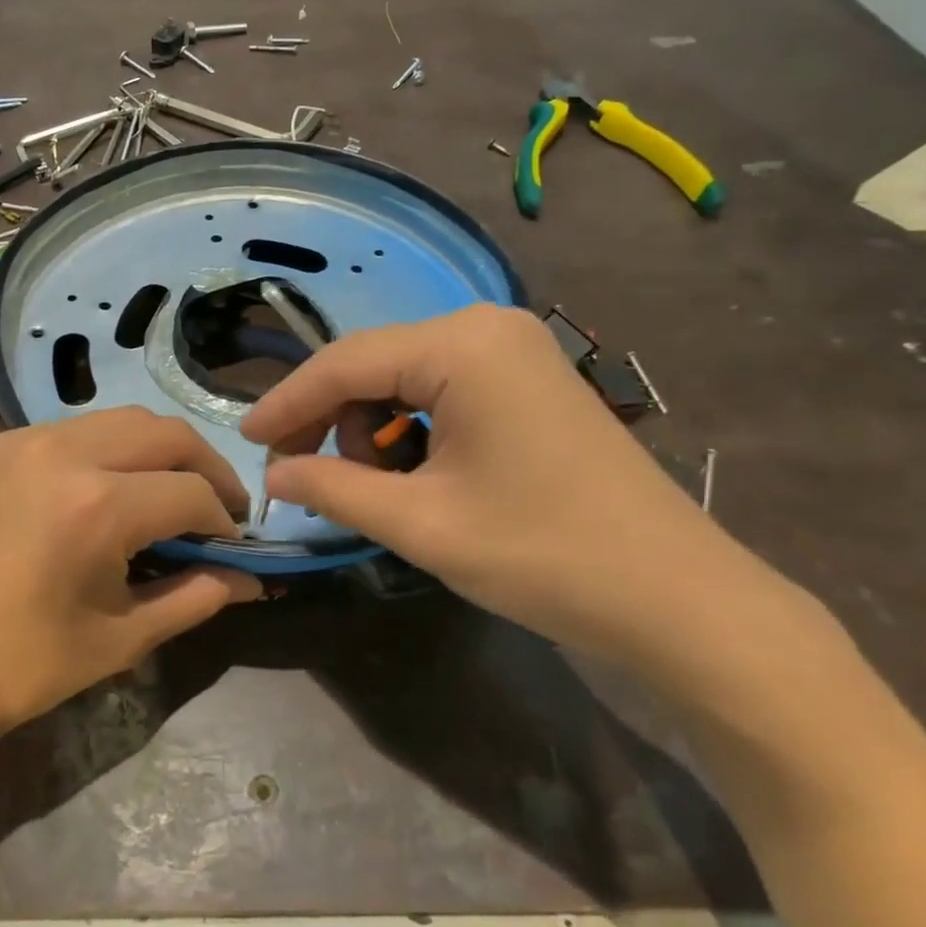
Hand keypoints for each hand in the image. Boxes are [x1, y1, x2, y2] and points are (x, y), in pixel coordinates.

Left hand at [0, 407, 261, 771]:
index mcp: (96, 507)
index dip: (223, 519)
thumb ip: (196, 598)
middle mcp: (61, 452)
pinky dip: (103, 449)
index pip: (192, 492)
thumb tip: (250, 580)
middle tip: (217, 504)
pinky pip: (68, 430)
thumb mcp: (121, 639)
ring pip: (118, 419)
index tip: (231, 543)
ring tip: (166, 487)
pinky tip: (102, 486)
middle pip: (165, 433)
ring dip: (156, 449)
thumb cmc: (22, 669)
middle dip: (205, 466)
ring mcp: (19, 440)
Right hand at [241, 304, 798, 680]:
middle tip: (304, 476)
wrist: (681, 600)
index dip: (286, 403)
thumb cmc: (544, 556)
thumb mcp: (421, 524)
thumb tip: (273, 472)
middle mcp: (485, 326)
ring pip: (405, 376)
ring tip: (376, 486)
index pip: (344, 363)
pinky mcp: (529, 377)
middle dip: (330, 419)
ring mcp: (513, 348)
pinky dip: (412, 427)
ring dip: (372, 427)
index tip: (244, 440)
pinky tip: (417, 471)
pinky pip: (442, 388)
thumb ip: (333, 488)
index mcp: (460, 346)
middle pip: (373, 364)